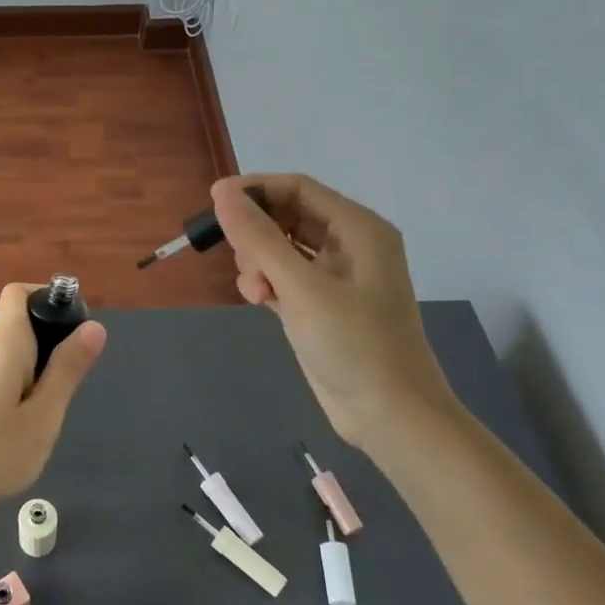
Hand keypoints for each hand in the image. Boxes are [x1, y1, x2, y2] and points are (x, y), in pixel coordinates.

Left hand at [0, 283, 106, 527]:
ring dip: (38, 368)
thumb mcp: (44, 414)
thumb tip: (94, 326)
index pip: (19, 292)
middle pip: (20, 322)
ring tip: (51, 410)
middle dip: (52, 341)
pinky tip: (26, 424)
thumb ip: (68, 368)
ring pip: (12, 352)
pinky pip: (0, 373)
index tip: (75, 328)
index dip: (48, 297)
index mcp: (2, 342)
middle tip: (71, 382)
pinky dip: (21, 384)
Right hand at [212, 174, 460, 452]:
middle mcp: (349, 244)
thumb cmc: (354, 344)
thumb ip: (259, 238)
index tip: (213, 201)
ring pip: (281, 247)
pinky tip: (258, 300)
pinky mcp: (321, 304)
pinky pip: (283, 276)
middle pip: (287, 215)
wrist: (390, 416)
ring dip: (258, 261)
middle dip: (256, 233)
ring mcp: (335, 276)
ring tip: (255, 291)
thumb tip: (222, 194)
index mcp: (357, 228)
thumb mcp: (302, 287)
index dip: (255, 190)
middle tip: (238, 258)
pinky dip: (266, 282)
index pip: (298, 188)